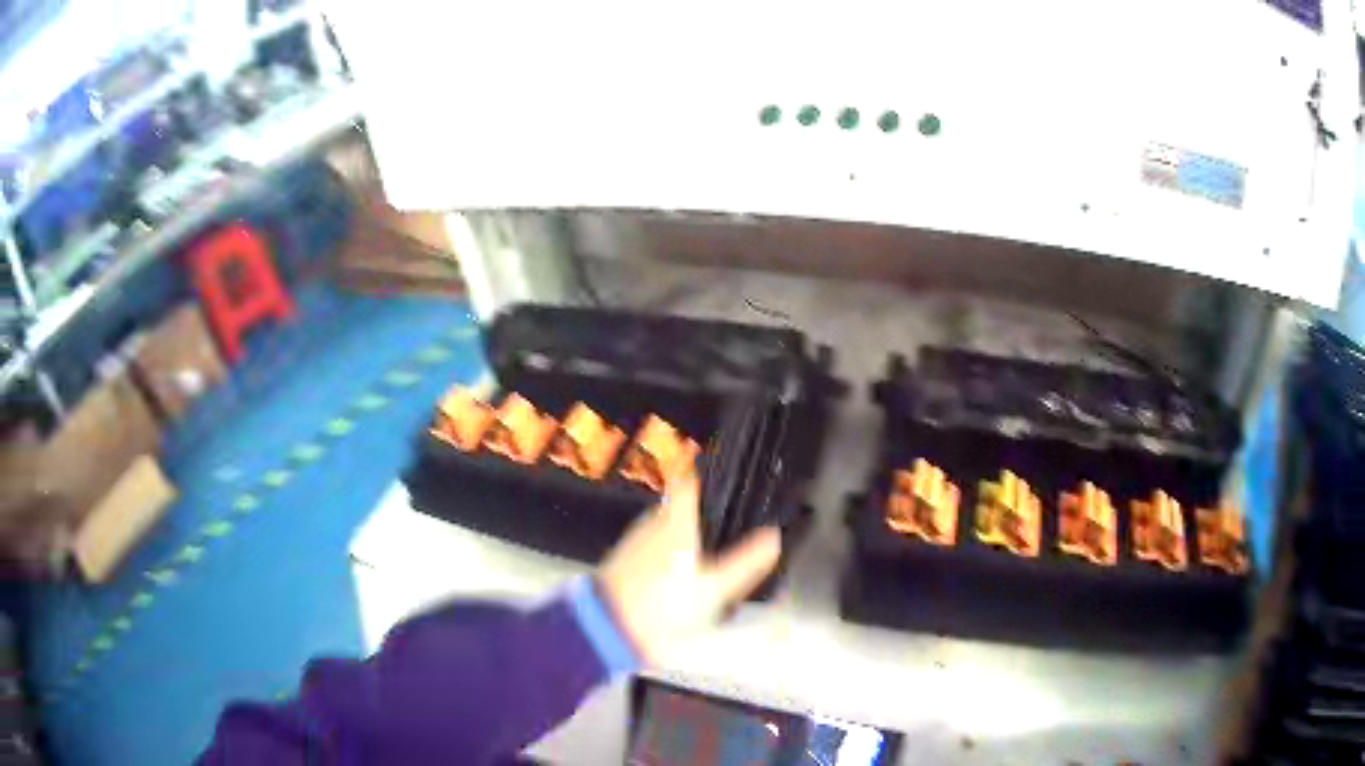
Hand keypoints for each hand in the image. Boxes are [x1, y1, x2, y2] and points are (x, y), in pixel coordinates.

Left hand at [596, 470, 781, 664]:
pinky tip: (685, 573)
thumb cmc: (663, 604)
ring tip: (714, 547)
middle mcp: (653, 523)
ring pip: (667, 526)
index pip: (690, 481)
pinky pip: (655, 547)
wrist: (610, 627)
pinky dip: (672, 552)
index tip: (729, 474)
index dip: (708, 473)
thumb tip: (774, 536)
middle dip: (705, 509)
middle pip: (681, 504)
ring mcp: (636, 542)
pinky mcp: (625, 563)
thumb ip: (745, 562)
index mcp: (675, 520)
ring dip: (688, 531)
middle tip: (732, 517)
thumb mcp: (714, 588)